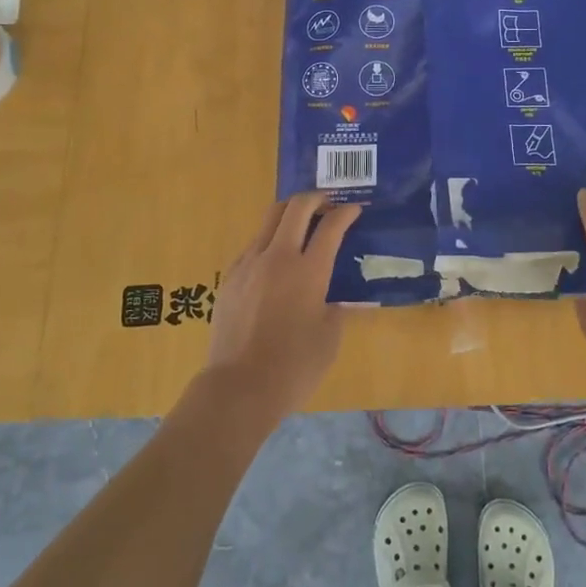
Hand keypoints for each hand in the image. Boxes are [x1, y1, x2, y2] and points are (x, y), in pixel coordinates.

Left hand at [204, 193, 361, 424]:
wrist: (239, 387)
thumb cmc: (294, 367)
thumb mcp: (329, 338)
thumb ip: (336, 309)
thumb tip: (337, 299)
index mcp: (309, 271)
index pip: (331, 226)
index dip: (346, 213)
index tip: (355, 210)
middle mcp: (278, 258)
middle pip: (295, 207)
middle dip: (315, 198)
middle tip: (327, 204)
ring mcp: (249, 265)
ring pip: (269, 221)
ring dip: (289, 215)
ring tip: (301, 226)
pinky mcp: (230, 278)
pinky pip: (253, 246)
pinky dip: (269, 241)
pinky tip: (276, 262)